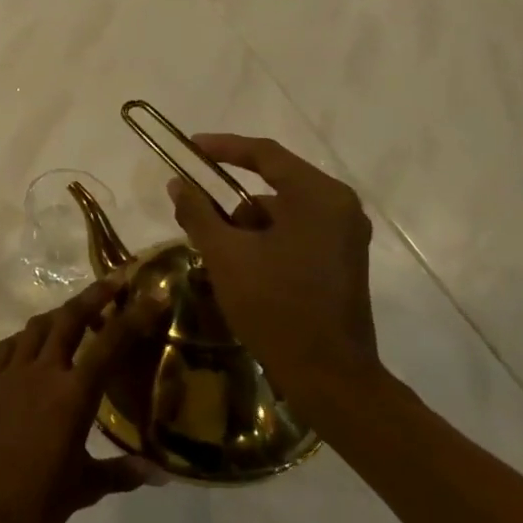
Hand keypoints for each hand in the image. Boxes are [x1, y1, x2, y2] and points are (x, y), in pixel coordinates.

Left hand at [0, 280, 158, 522]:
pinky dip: (27, 336)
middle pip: (70, 319)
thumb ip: (121, 474)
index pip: (110, 345)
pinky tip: (33, 343)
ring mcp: (9, 371)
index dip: (134, 317)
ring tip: (76, 311)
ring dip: (60, 312)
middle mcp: (42, 372)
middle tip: (114, 280)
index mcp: (72, 395)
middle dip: (94, 296)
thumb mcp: (83, 488)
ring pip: (37, 326)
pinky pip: (9, 345)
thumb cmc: (32, 498)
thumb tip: (159, 474)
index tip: (151, 294)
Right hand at [166, 134, 383, 405]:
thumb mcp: (225, 255)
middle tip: (195, 208)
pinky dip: (266, 239)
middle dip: (230, 198)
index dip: (223, 147)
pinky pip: (296, 231)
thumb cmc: (275, 306)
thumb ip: (198, 212)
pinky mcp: (342, 258)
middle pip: (274, 183)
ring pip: (282, 210)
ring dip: (247, 223)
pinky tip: (243, 266)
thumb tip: (177, 183)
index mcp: (318, 196)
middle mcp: (339, 206)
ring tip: (217, 251)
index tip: (190, 147)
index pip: (265, 155)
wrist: (328, 375)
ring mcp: (345, 234)